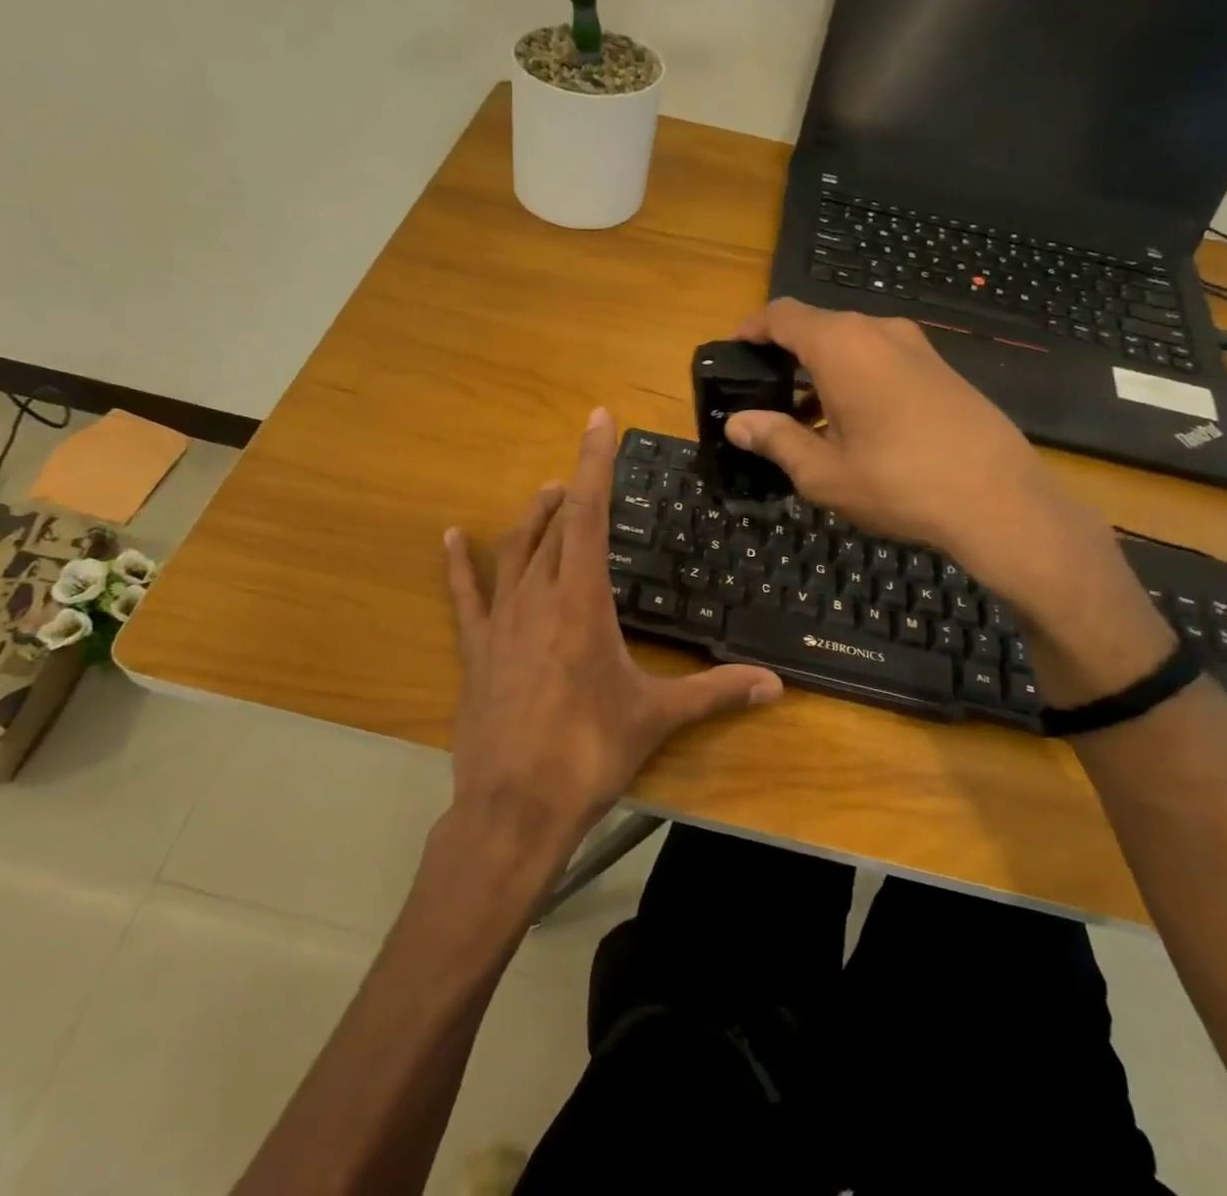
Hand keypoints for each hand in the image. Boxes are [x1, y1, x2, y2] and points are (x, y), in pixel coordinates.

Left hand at [443, 409, 781, 872]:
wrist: (514, 807)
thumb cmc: (588, 754)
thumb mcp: (656, 717)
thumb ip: (716, 693)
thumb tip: (775, 685)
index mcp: (582, 602)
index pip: (589, 513)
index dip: (594, 462)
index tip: (597, 420)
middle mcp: (537, 597)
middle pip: (553, 527)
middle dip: (569, 493)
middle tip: (581, 476)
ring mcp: (500, 622)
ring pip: (513, 552)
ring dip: (531, 520)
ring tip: (546, 496)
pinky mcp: (476, 650)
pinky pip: (465, 595)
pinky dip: (459, 564)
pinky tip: (450, 538)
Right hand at [725, 300, 1172, 703]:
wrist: (1000, 500)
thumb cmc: (898, 483)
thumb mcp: (822, 472)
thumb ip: (775, 439)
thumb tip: (737, 423)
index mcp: (842, 346)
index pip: (783, 316)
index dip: (751, 329)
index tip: (732, 350)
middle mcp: (879, 332)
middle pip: (817, 328)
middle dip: (784, 356)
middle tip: (762, 395)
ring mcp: (916, 348)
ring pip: (851, 346)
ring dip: (820, 373)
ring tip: (801, 420)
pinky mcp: (941, 369)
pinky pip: (881, 360)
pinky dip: (853, 380)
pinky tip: (850, 426)